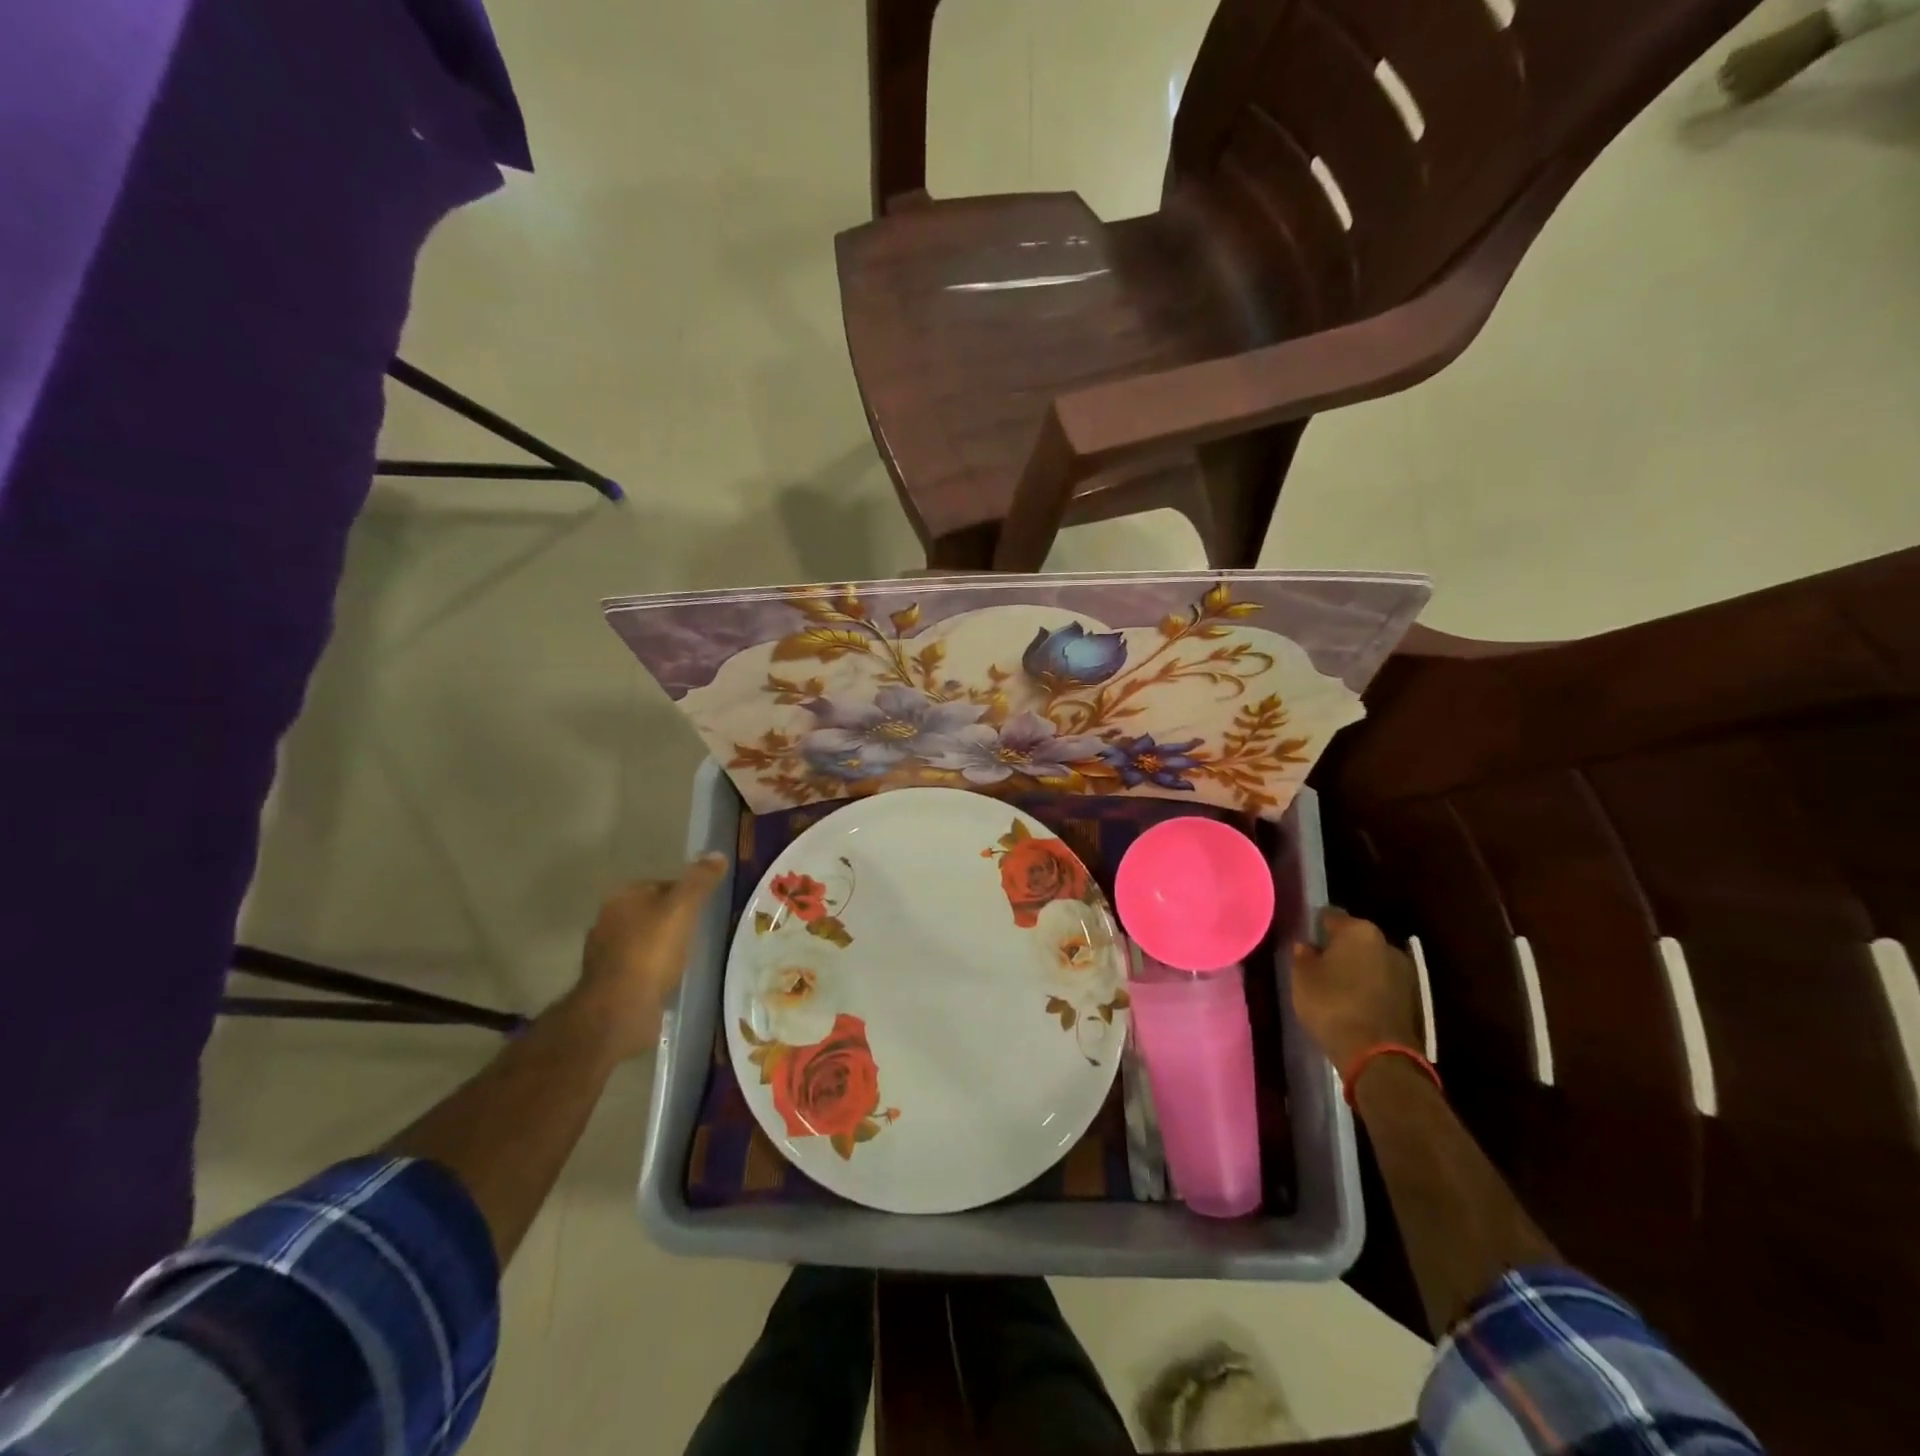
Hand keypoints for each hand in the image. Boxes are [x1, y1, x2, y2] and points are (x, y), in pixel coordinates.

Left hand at [572, 854, 728, 1061]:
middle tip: (697, 931)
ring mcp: (604, 954)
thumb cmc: (652, 951)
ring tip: (686, 956)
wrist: (619, 1009)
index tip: (702, 908)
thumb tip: (717, 854)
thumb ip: (699, 881)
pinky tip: (668, 978)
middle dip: (670, 919)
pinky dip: (651, 969)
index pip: (659, 884)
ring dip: (660, 946)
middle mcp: (606, 920)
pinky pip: (637, 967)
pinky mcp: (608, 983)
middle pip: (648, 912)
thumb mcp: (683, 908)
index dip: (683, 893)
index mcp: (622, 897)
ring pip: (641, 940)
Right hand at [1290, 908, 1424, 1071]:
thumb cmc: (1332, 1004)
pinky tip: (1353, 1003)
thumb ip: (1303, 955)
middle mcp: (1386, 944)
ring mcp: (1404, 973)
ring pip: (1371, 963)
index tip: (1304, 939)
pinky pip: (1382, 985)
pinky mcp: (1413, 1000)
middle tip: (1318, 963)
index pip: (1331, 917)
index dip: (1315, 926)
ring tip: (1335, 987)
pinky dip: (1368, 990)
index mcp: (1359, 931)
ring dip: (1356, 970)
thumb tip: (1307, 947)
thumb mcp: (1302, 977)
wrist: (1378, 1056)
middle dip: (1339, 948)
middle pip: (1355, 939)